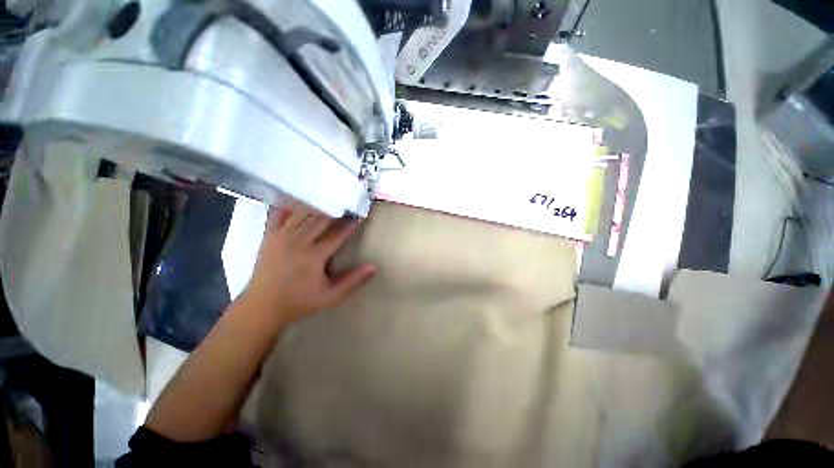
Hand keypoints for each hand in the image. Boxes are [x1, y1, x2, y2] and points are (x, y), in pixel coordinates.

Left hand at [241, 205, 375, 326]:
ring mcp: (281, 236)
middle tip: (348, 202)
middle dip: (337, 210)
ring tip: (330, 199)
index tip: (362, 214)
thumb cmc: (300, 302)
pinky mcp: (269, 235)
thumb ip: (353, 281)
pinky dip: (292, 204)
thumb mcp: (331, 297)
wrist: (262, 306)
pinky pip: (281, 213)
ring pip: (303, 212)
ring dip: (319, 205)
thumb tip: (373, 267)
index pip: (338, 233)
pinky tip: (301, 199)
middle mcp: (298, 241)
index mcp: (314, 256)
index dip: (352, 223)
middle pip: (321, 218)